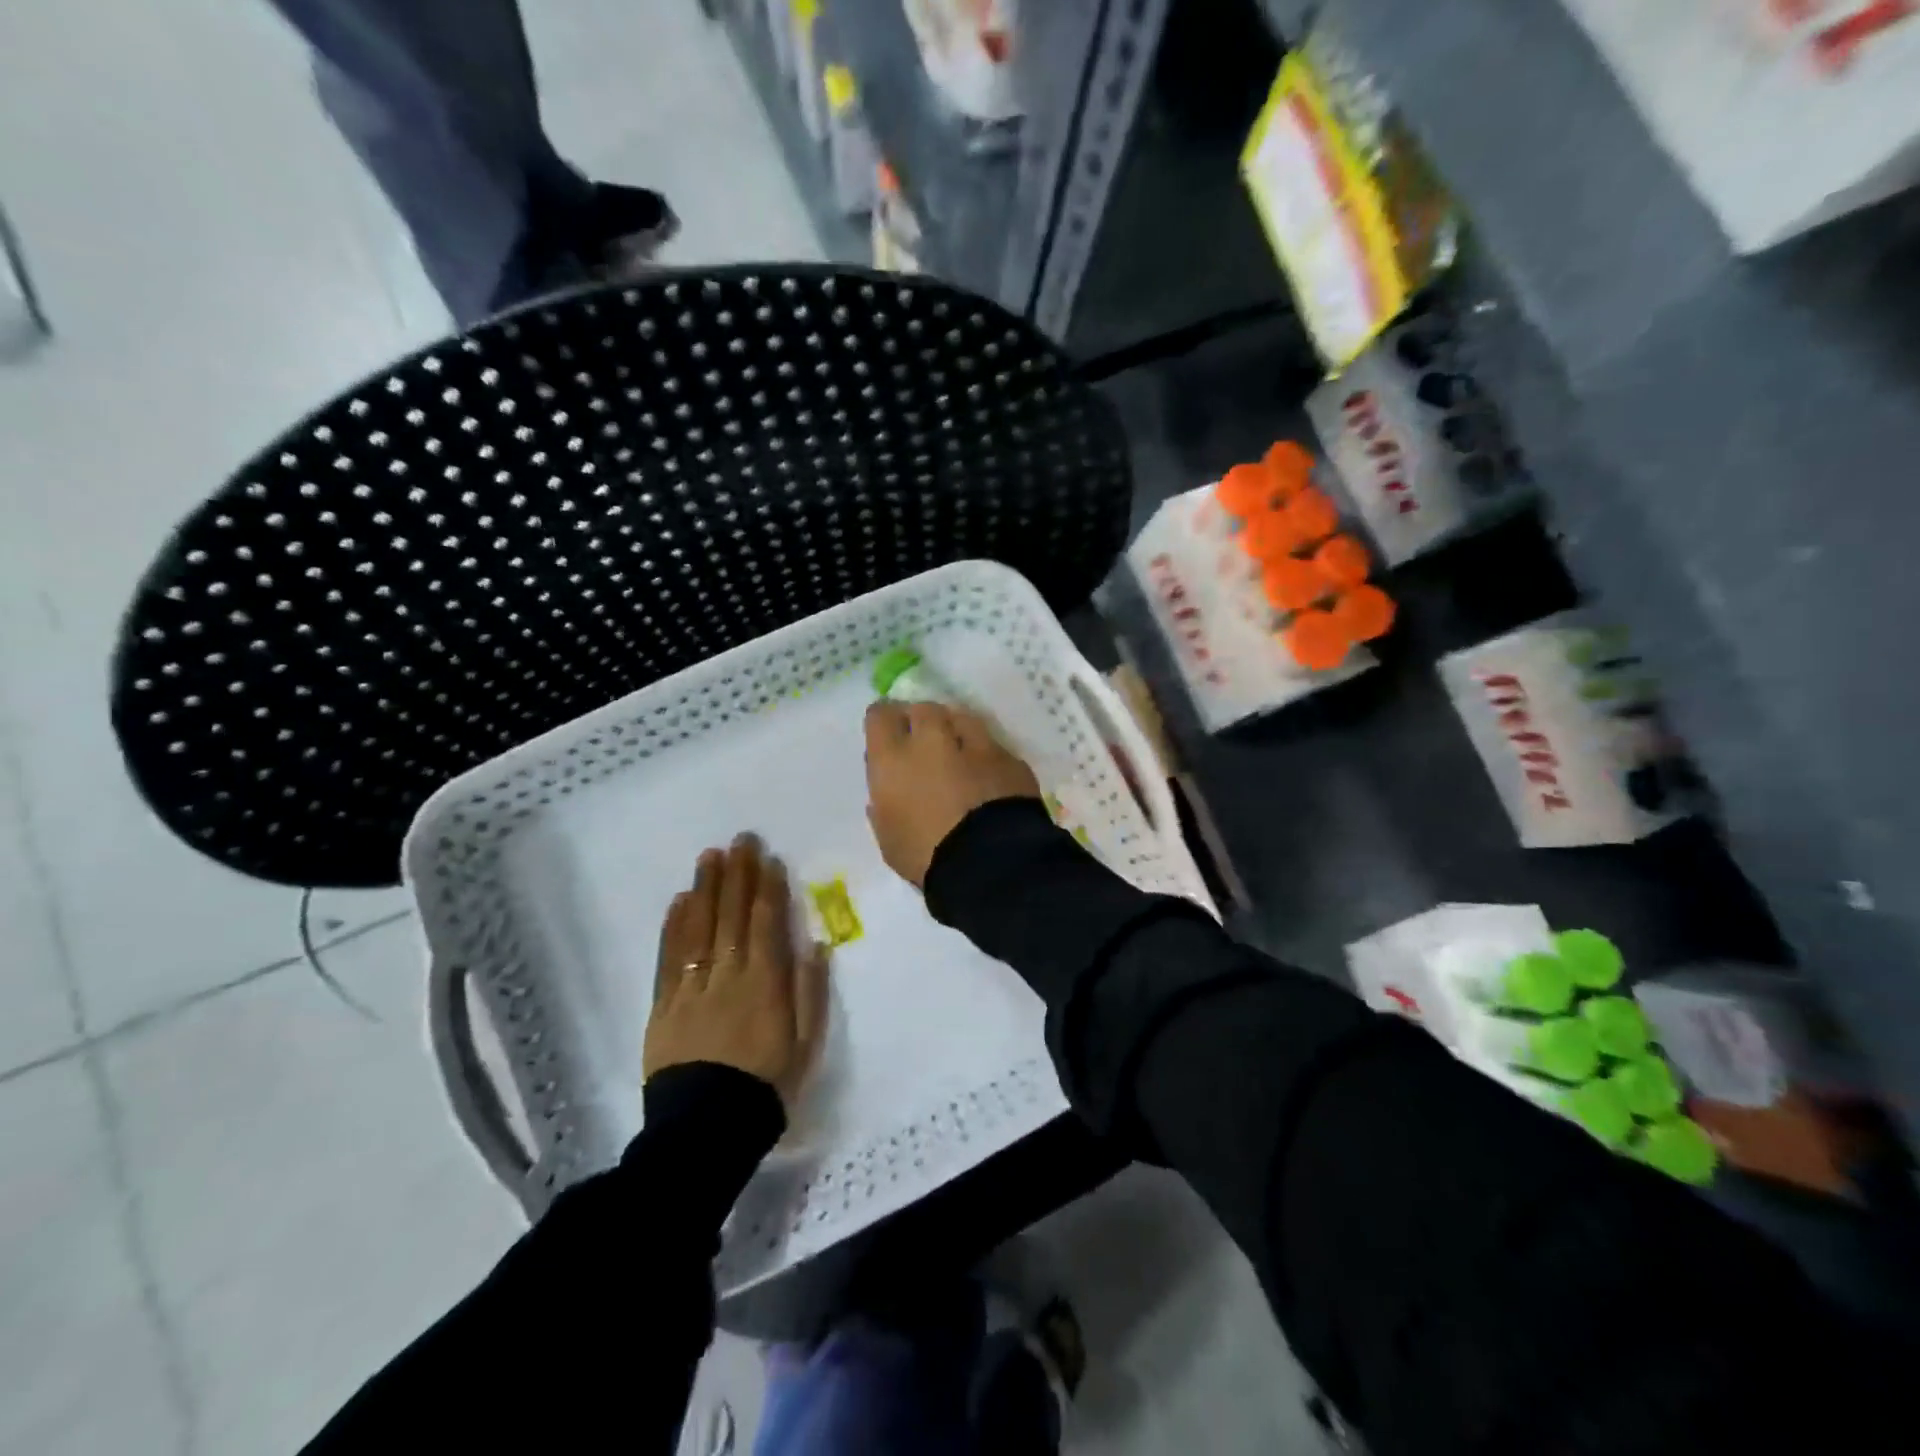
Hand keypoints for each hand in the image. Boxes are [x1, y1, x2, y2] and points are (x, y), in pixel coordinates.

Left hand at [644, 835, 829, 1109]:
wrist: (706, 1130)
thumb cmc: (766, 1086)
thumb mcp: (806, 1046)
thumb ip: (811, 993)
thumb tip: (815, 945)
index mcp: (766, 985)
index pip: (766, 925)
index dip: (768, 889)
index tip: (768, 859)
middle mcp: (728, 976)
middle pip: (732, 916)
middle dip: (738, 875)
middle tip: (740, 840)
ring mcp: (692, 988)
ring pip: (700, 928)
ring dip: (706, 889)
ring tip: (710, 856)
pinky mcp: (664, 1005)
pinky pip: (670, 958)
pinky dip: (675, 927)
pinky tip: (680, 901)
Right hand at [864, 700, 1042, 887]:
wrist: (991, 862)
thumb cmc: (927, 857)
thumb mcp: (889, 838)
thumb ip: (884, 806)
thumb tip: (886, 792)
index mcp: (894, 759)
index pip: (881, 715)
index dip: (884, 721)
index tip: (889, 734)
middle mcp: (933, 740)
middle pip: (923, 709)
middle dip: (922, 720)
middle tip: (924, 742)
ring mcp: (976, 744)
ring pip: (962, 718)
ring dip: (956, 729)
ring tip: (959, 750)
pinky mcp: (1010, 758)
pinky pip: (992, 747)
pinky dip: (986, 756)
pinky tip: (989, 776)